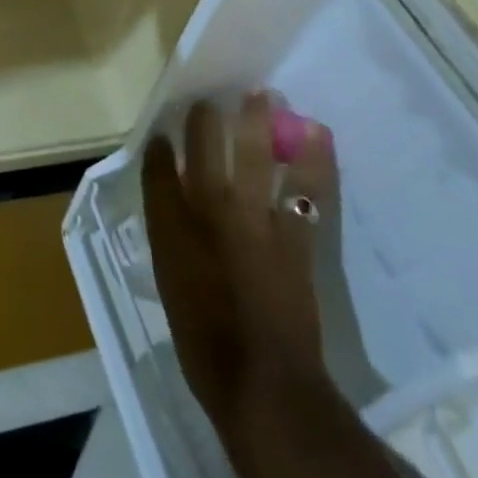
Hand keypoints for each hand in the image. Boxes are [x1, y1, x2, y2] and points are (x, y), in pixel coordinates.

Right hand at [143, 93, 336, 428]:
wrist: (262, 383)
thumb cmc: (204, 339)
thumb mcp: (171, 284)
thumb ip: (171, 234)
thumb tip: (172, 195)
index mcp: (172, 227)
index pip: (159, 170)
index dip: (160, 146)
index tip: (162, 131)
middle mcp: (210, 212)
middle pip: (205, 149)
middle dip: (205, 118)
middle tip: (210, 97)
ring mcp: (255, 220)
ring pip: (255, 157)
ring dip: (258, 122)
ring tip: (264, 94)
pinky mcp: (294, 237)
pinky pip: (305, 189)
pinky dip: (314, 161)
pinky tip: (318, 135)